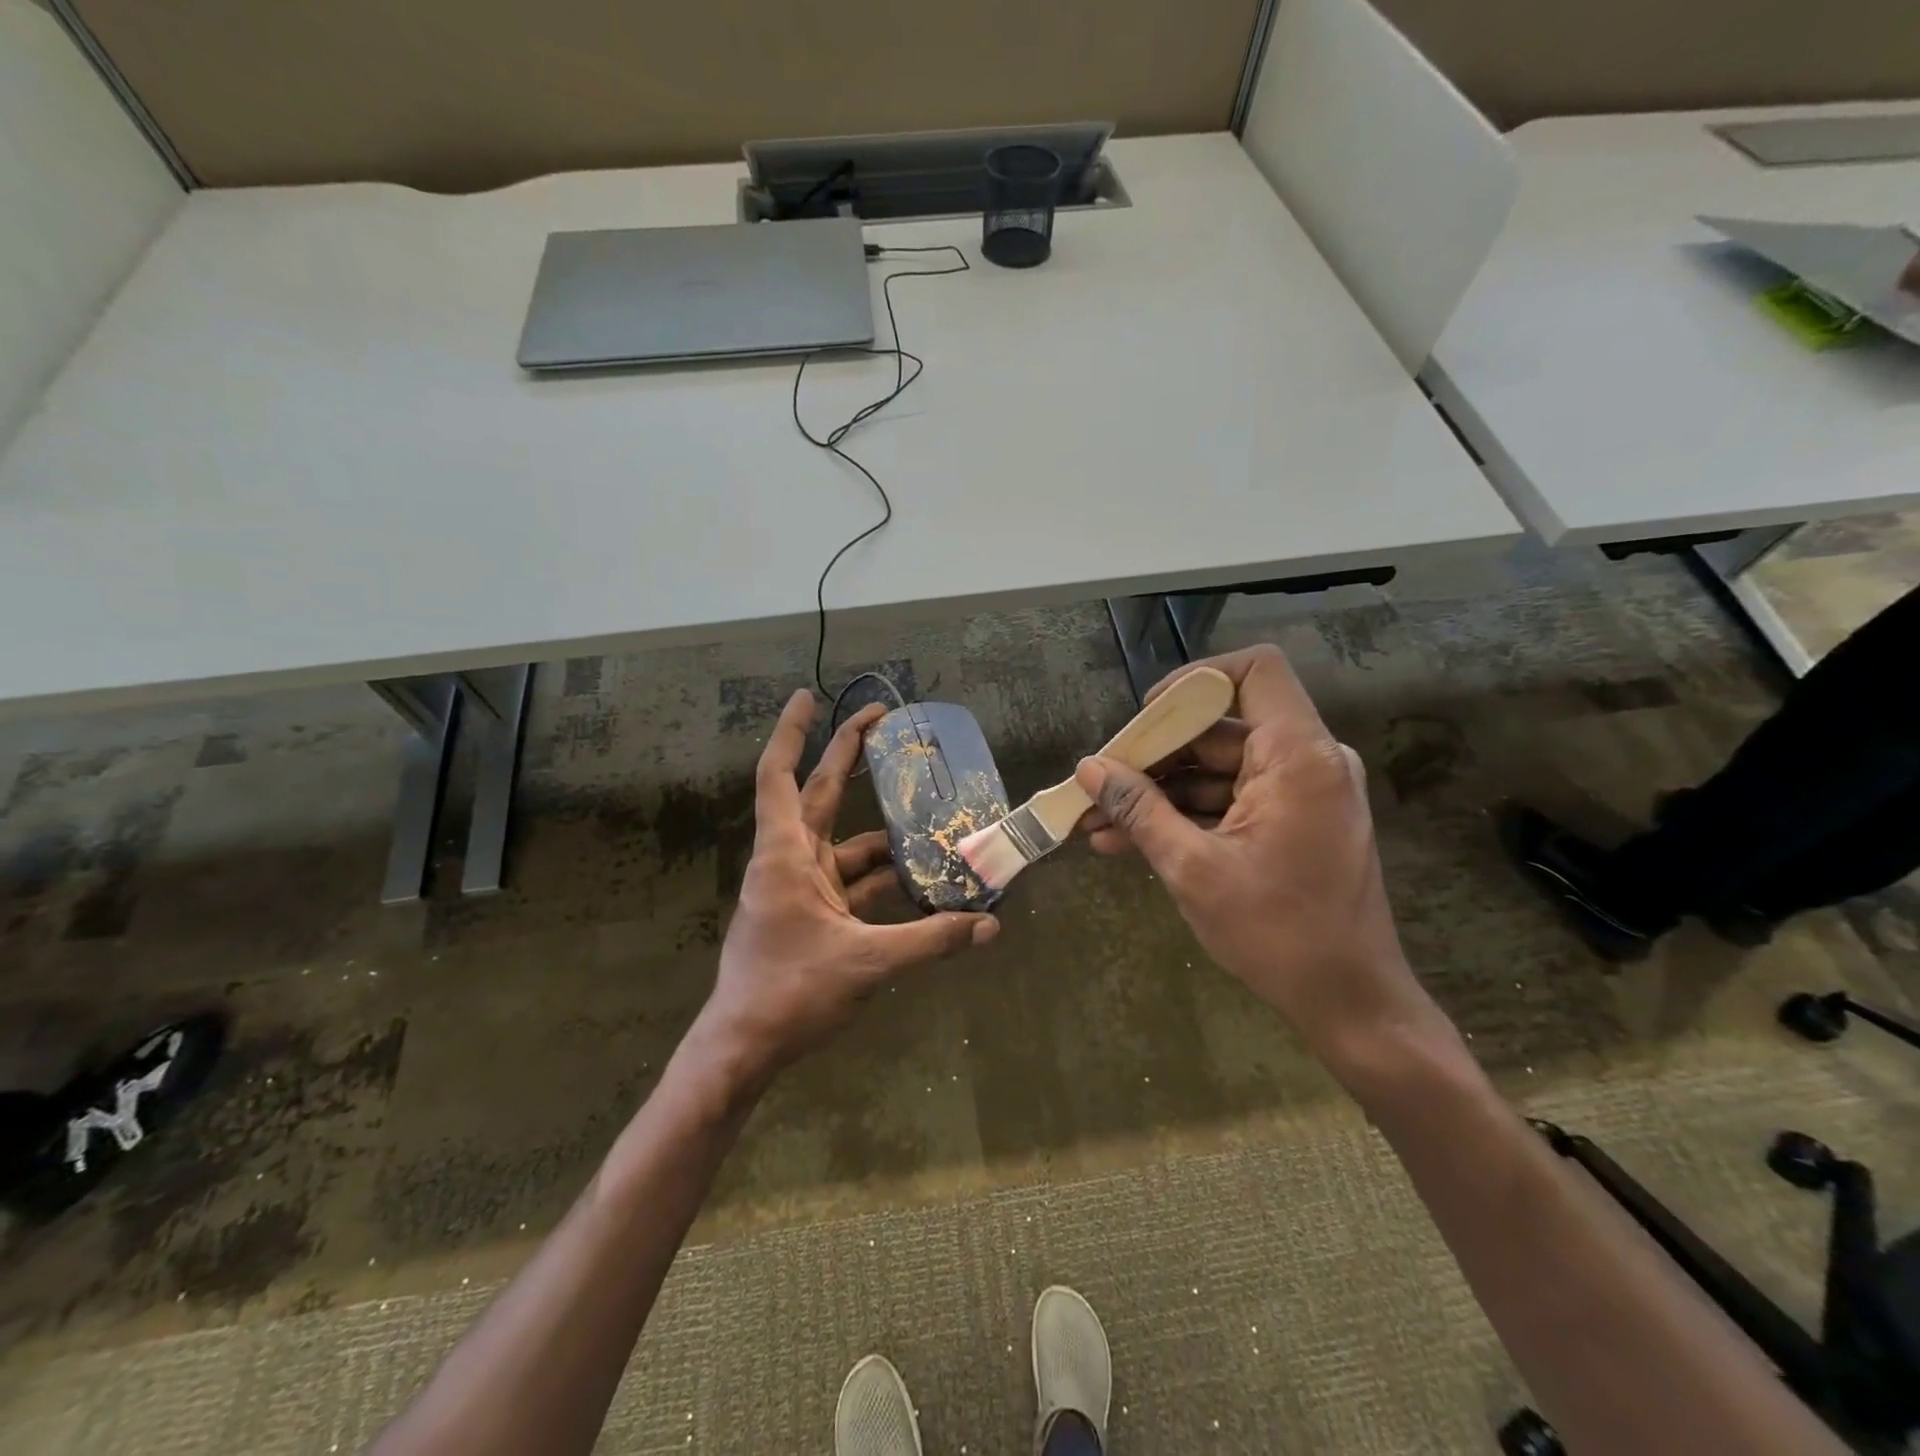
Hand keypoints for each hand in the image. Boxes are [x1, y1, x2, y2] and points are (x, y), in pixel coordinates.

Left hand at [695, 690, 998, 1079]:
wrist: (745, 1049)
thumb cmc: (788, 992)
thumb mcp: (866, 963)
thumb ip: (932, 941)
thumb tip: (990, 926)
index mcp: (786, 855)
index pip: (779, 776)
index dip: (791, 731)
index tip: (809, 695)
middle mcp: (791, 860)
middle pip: (820, 793)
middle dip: (850, 756)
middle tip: (885, 722)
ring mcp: (803, 888)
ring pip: (848, 845)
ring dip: (887, 835)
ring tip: (936, 821)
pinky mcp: (816, 915)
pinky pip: (856, 885)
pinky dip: (887, 881)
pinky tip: (926, 885)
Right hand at [1075, 646, 1436, 1069]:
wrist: (1349, 1002)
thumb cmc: (1276, 933)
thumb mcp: (1192, 868)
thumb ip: (1139, 809)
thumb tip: (1089, 769)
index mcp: (1299, 757)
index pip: (1254, 671)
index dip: (1194, 681)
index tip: (1146, 717)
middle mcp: (1307, 761)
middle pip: (1220, 727)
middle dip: (1154, 754)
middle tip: (1099, 782)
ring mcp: (1300, 792)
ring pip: (1217, 769)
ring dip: (1159, 793)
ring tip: (1098, 821)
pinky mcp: (1291, 821)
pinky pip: (1230, 799)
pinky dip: (1185, 814)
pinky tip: (1127, 840)